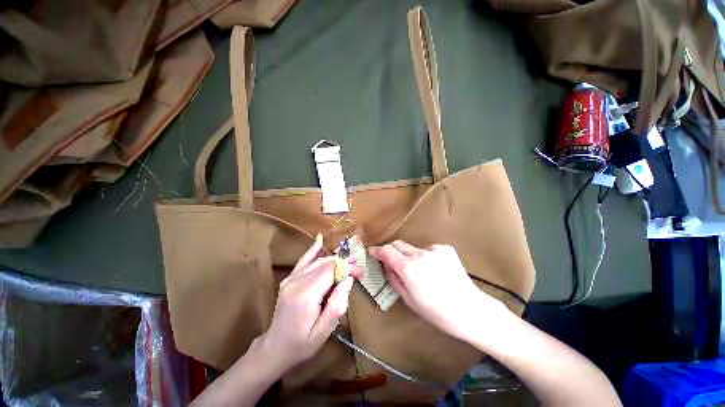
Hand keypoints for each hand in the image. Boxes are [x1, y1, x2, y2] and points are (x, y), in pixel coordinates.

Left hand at [257, 235, 356, 374]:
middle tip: (358, 266)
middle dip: (344, 262)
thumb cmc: (302, 344)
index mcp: (305, 295)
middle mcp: (296, 282)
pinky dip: (313, 249)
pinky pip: (303, 260)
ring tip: (350, 258)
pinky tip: (320, 239)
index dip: (347, 268)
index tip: (360, 272)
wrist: (275, 347)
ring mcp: (291, 278)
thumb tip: (348, 279)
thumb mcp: (324, 332)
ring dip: (335, 258)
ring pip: (318, 261)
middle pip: (325, 264)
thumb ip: (337, 304)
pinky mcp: (289, 278)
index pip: (331, 271)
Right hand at [369, 241, 505, 340]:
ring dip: (410, 256)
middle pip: (398, 244)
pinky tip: (434, 270)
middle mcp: (420, 253)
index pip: (386, 251)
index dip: (377, 250)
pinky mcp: (445, 248)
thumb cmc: (436, 311)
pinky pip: (427, 250)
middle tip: (391, 262)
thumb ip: (393, 278)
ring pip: (413, 248)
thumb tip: (385, 264)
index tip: (372, 252)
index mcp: (408, 267)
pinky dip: (425, 257)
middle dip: (391, 251)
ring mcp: (434, 249)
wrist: (470, 309)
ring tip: (420, 272)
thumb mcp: (408, 299)